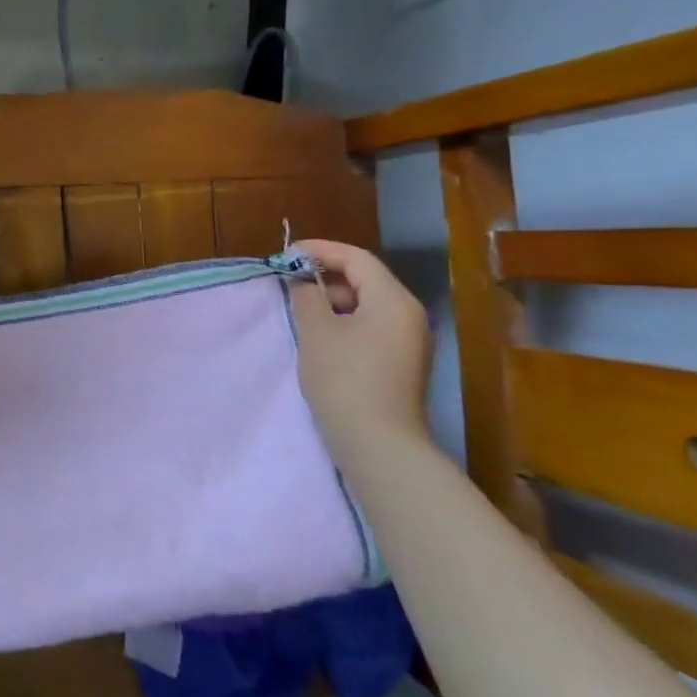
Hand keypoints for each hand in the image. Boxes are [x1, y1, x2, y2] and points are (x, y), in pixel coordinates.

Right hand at [288, 239, 432, 461]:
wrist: (379, 445)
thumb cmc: (344, 380)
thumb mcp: (316, 332)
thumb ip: (307, 297)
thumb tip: (304, 283)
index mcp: (393, 300)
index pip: (357, 259)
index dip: (320, 250)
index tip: (287, 254)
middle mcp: (409, 315)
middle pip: (366, 280)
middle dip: (326, 276)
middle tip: (289, 282)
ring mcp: (410, 342)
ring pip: (368, 306)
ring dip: (334, 301)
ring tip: (300, 309)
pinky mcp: (402, 365)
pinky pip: (372, 328)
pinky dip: (345, 323)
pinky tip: (320, 337)